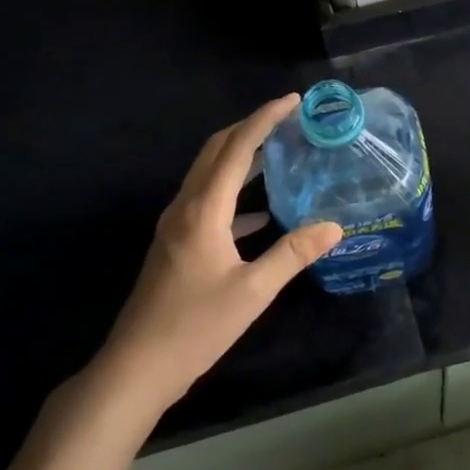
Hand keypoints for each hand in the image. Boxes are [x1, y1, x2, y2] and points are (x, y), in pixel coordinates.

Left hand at [88, 95, 342, 425]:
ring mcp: (176, 226)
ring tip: (279, 153)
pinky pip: (208, 202)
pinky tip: (260, 213)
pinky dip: (234, 194)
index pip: (236, 148)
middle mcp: (185, 207)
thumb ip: (292, 254)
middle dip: (250, 128)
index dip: (264, 119)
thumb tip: (334, 226)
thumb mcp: (252, 292)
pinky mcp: (176, 245)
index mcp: (203, 210)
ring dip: (241, 157)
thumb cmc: (193, 328)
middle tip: (288, 119)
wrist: (135, 369)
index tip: (293, 101)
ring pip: (209, 174)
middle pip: (216, 150)